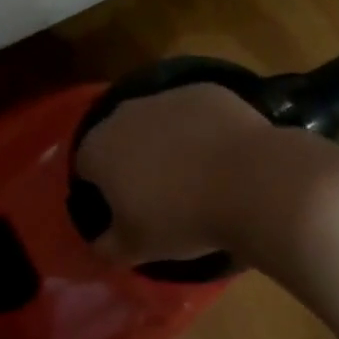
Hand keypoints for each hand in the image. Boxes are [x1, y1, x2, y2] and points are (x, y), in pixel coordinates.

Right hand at [72, 83, 274, 263]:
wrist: (253, 183)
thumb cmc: (182, 218)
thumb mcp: (137, 248)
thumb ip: (108, 246)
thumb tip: (99, 244)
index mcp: (98, 149)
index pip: (85, 167)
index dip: (102, 188)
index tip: (124, 209)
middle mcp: (123, 115)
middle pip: (118, 137)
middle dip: (131, 159)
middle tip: (158, 191)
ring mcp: (165, 96)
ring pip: (156, 121)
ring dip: (166, 141)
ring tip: (194, 174)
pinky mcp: (205, 91)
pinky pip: (193, 112)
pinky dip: (201, 129)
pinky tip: (221, 155)